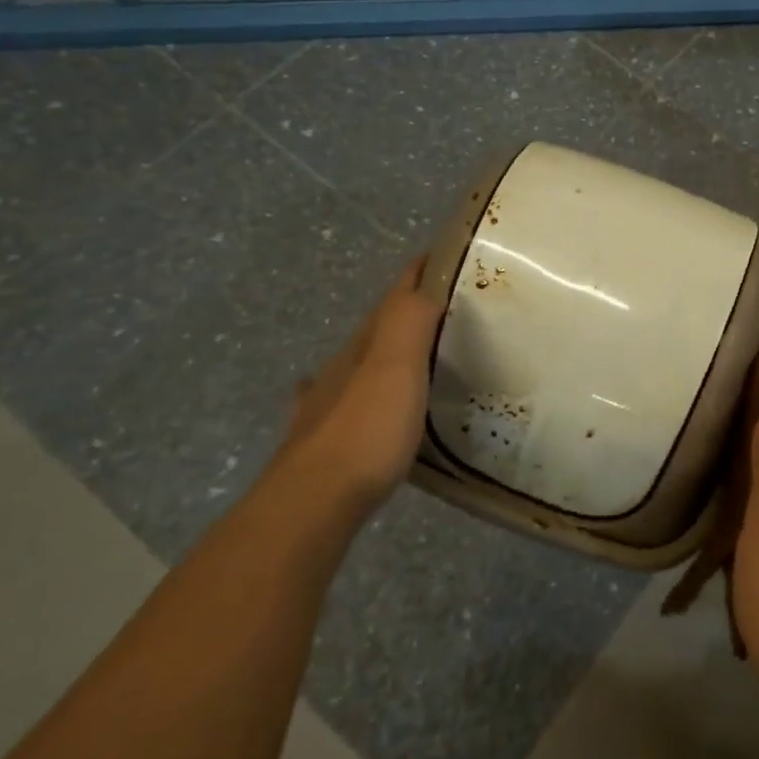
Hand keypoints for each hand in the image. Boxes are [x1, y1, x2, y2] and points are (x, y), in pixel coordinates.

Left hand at [286, 255, 442, 502]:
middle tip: (446, 308)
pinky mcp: (323, 443)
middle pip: (376, 329)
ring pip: (358, 364)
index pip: (394, 297)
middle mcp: (342, 369)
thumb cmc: (365, 430)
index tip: (444, 256)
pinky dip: (353, 391)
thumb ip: (410, 322)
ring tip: (415, 352)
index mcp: (364, 347)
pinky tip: (344, 397)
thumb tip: (427, 282)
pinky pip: (342, 402)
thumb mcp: (395, 367)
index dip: (418, 274)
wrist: (312, 503)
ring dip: (383, 350)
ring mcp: (326, 405)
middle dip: (406, 311)